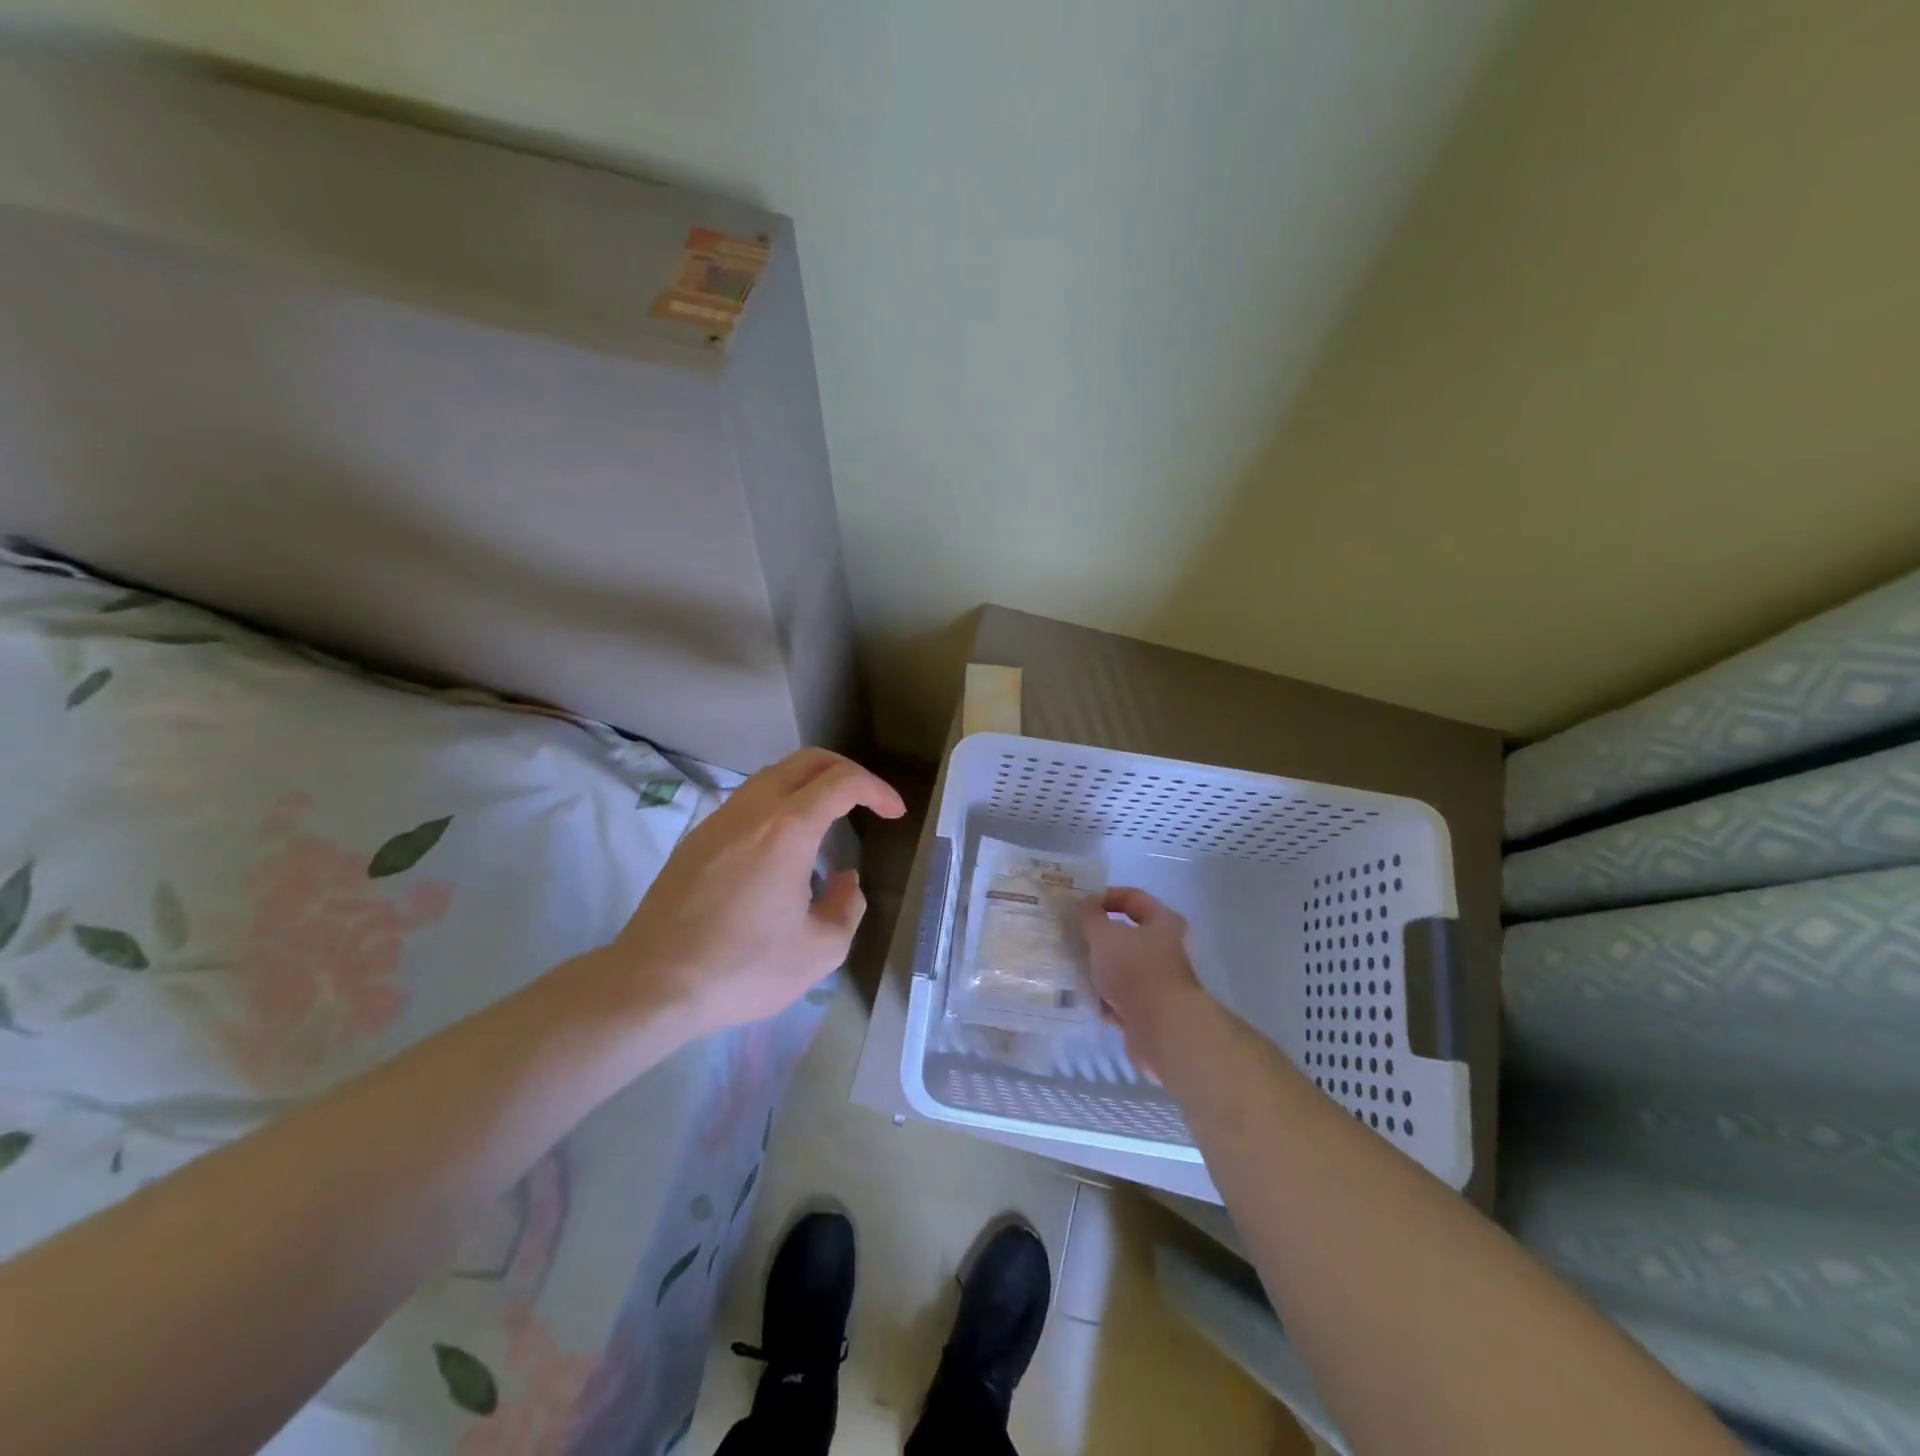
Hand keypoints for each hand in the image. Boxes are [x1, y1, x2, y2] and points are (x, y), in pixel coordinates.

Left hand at [604, 748, 905, 1036]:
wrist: (652, 985)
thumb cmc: (743, 969)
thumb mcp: (819, 951)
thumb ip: (847, 907)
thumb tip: (844, 880)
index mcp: (788, 829)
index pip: (843, 783)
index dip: (877, 790)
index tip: (894, 812)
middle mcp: (753, 810)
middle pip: (807, 761)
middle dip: (846, 771)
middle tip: (868, 799)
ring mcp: (718, 820)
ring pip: (773, 776)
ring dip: (809, 784)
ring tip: (829, 818)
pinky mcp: (696, 839)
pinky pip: (748, 800)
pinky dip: (779, 803)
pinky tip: (783, 844)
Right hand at [1082, 887, 1208, 1070]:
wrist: (1162, 1029)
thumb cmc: (1135, 970)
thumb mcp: (1105, 935)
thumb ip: (1091, 916)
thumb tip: (1088, 904)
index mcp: (1163, 922)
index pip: (1133, 897)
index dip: (1106, 897)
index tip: (1080, 906)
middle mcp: (1166, 948)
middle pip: (1127, 935)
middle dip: (1099, 938)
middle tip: (1074, 937)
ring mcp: (1159, 981)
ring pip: (1122, 967)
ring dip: (1099, 969)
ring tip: (1074, 968)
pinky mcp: (1150, 1009)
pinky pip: (1121, 996)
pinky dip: (1105, 997)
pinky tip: (1086, 997)